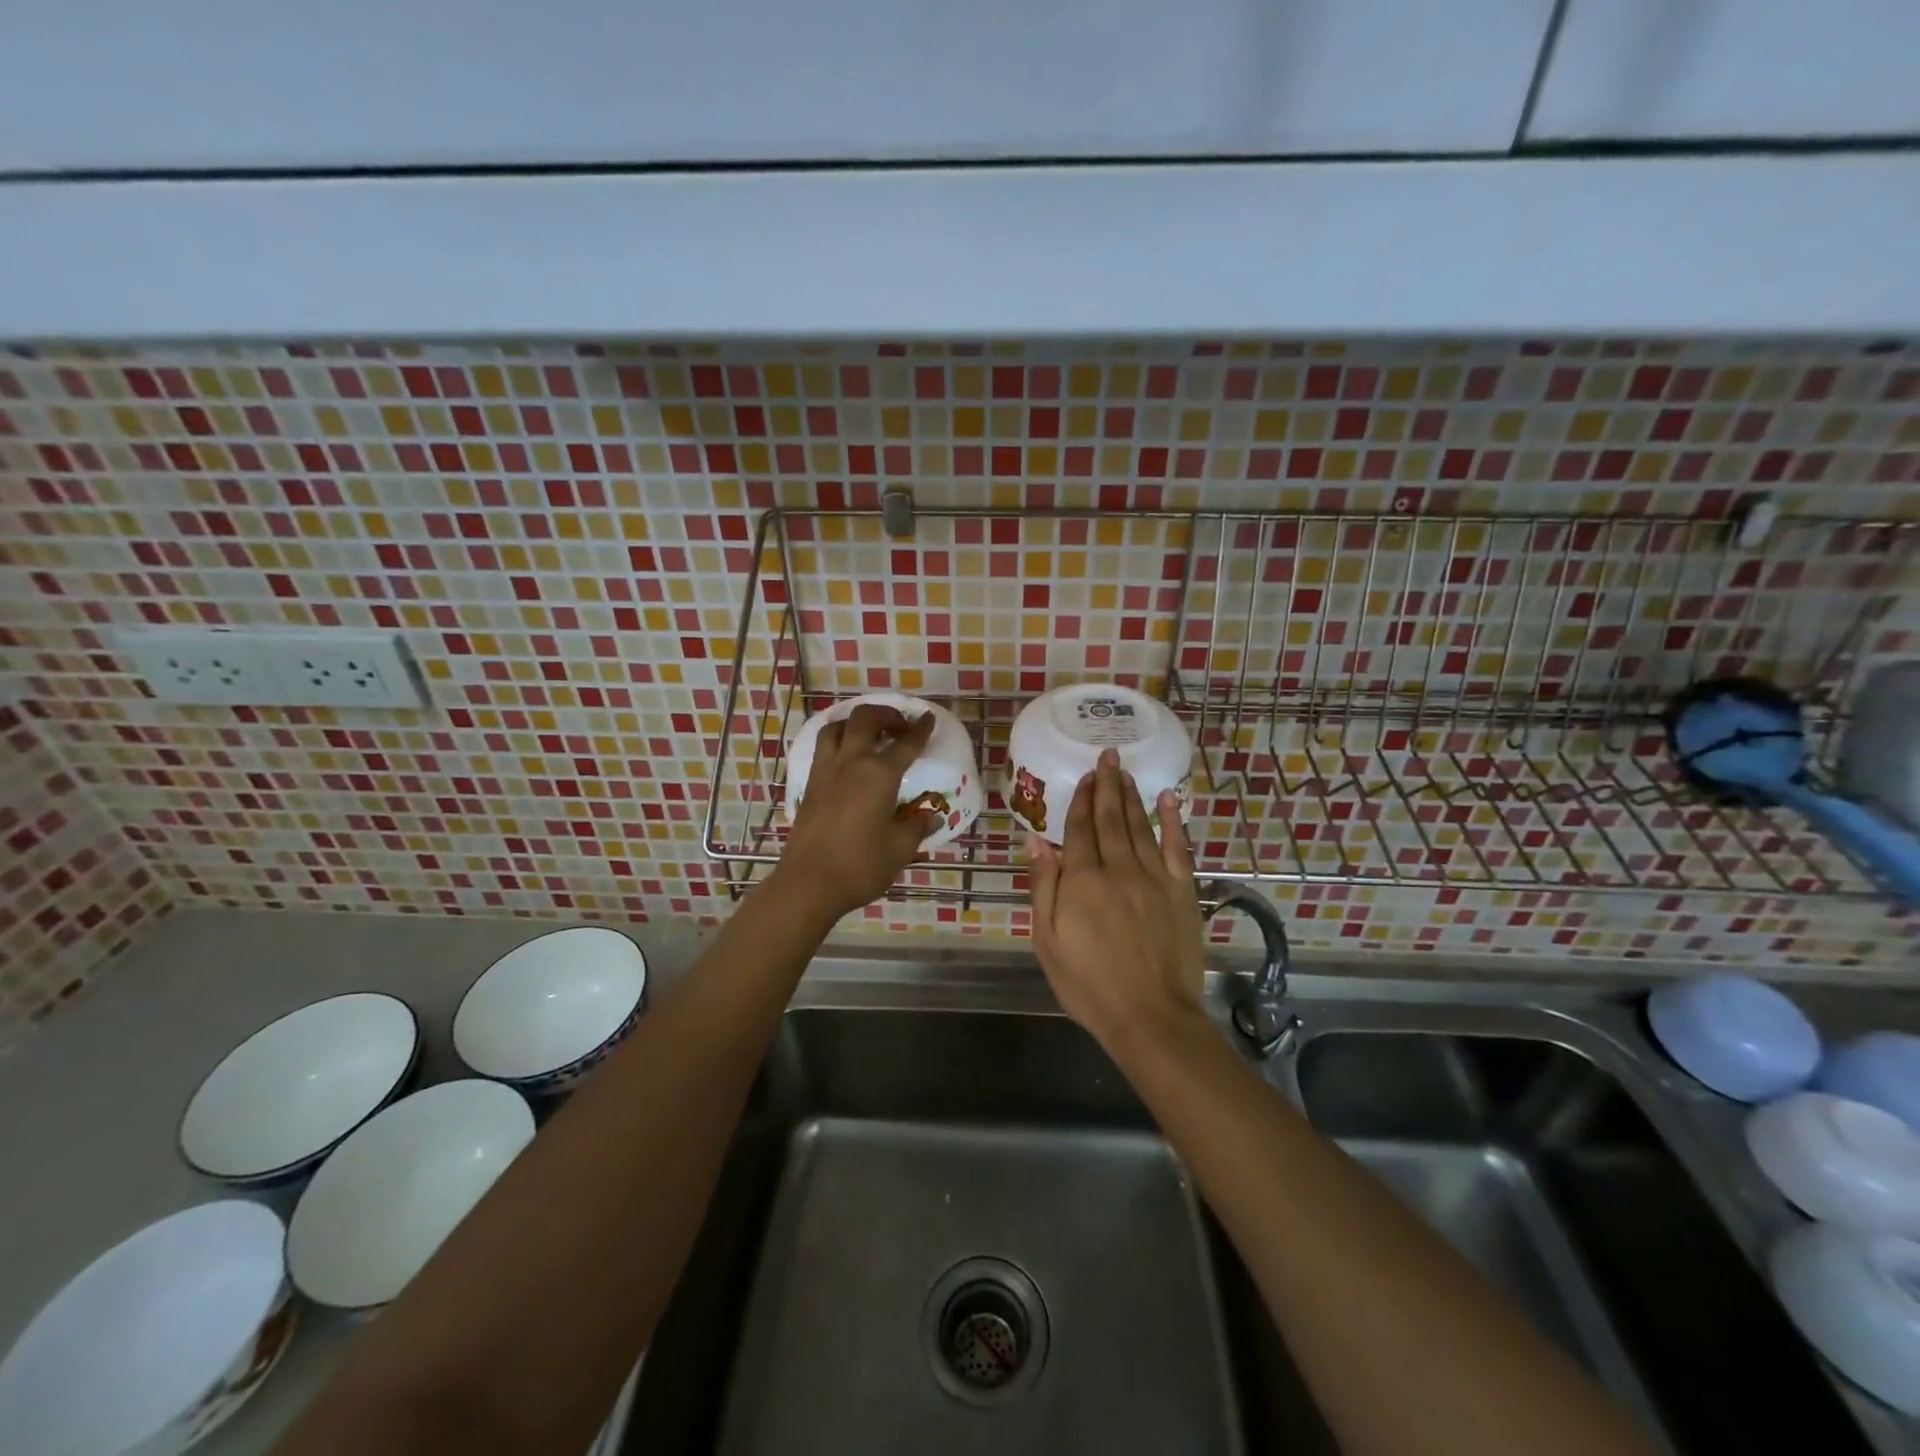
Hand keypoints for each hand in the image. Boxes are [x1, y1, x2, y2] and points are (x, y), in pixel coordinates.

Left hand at [772, 703, 937, 921]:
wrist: (808, 883)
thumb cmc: (860, 866)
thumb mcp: (900, 849)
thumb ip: (917, 827)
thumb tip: (930, 817)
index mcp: (879, 775)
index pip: (906, 744)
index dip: (920, 729)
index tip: (928, 719)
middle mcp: (851, 763)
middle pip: (865, 719)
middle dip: (885, 714)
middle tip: (899, 727)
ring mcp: (825, 772)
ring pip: (836, 728)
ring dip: (855, 723)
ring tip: (869, 735)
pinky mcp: (809, 785)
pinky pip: (823, 748)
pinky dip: (837, 741)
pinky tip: (846, 758)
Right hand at [1027, 748, 1206, 1055]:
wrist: (1151, 1017)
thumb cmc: (1089, 984)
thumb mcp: (1047, 941)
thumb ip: (1043, 886)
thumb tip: (1036, 840)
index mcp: (1082, 880)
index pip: (1079, 829)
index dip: (1081, 800)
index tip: (1085, 775)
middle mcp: (1119, 868)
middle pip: (1111, 818)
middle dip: (1108, 785)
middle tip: (1108, 756)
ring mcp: (1154, 878)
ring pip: (1141, 826)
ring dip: (1133, 796)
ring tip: (1126, 772)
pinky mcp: (1181, 892)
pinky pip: (1177, 847)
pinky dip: (1173, 821)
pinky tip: (1169, 799)